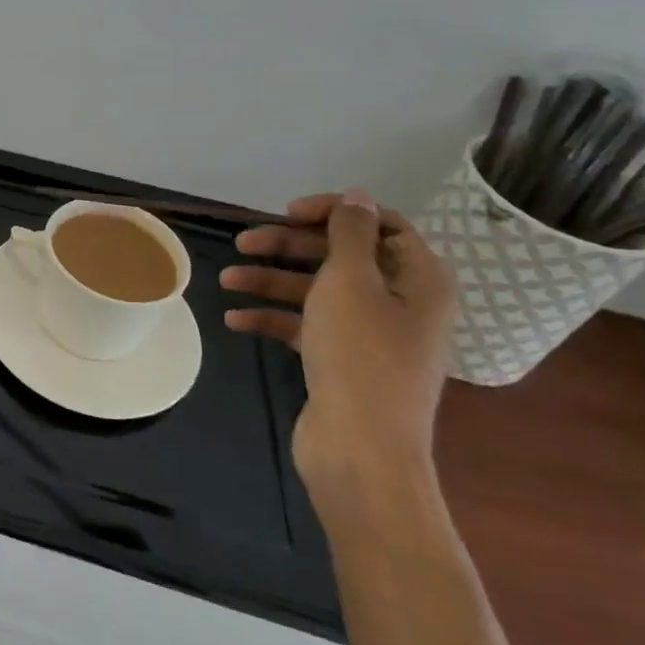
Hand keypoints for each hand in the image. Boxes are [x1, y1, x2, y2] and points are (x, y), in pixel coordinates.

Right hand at [220, 190, 455, 498]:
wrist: (362, 449)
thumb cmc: (360, 356)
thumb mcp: (351, 282)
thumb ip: (350, 234)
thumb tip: (357, 196)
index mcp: (418, 279)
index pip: (380, 224)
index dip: (333, 212)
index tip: (287, 212)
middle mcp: (401, 302)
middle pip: (340, 256)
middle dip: (289, 246)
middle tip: (242, 243)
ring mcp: (372, 334)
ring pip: (317, 291)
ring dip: (271, 281)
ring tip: (226, 280)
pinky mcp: (343, 360)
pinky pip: (306, 326)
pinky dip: (273, 318)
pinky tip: (236, 321)